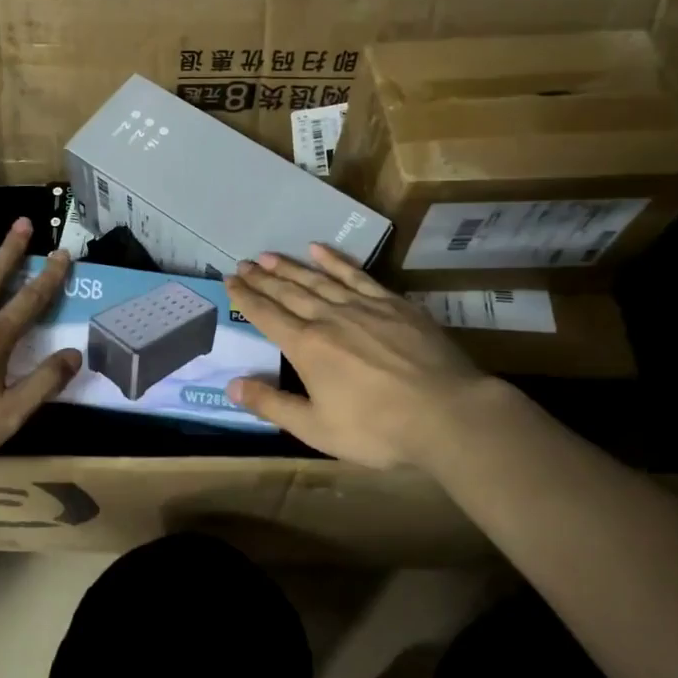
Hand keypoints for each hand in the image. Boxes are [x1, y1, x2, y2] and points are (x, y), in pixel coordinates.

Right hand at [223, 244, 497, 468]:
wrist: (447, 413)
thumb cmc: (378, 428)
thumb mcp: (317, 429)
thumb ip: (272, 405)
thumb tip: (232, 384)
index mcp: (306, 346)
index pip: (267, 315)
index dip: (245, 297)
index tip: (229, 280)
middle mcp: (328, 318)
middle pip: (288, 292)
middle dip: (262, 278)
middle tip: (243, 263)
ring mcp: (362, 306)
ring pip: (317, 279)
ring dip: (290, 266)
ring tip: (269, 255)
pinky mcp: (392, 304)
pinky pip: (356, 274)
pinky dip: (335, 260)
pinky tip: (319, 249)